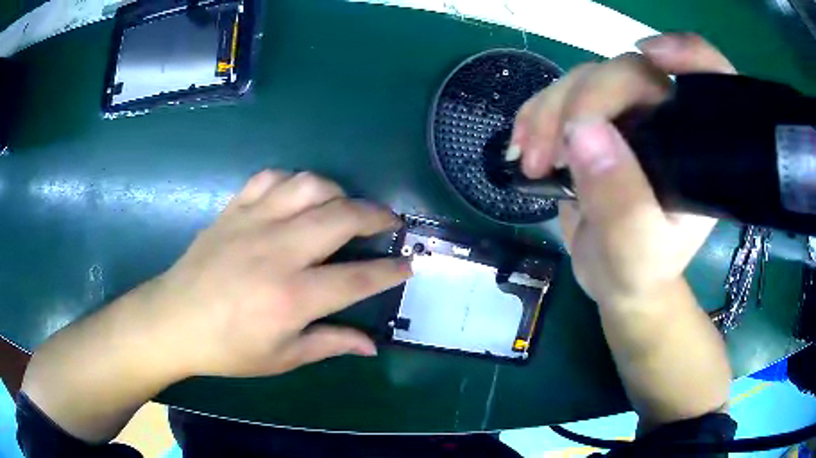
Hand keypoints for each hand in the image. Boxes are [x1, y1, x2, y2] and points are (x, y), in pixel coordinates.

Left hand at [146, 170, 410, 376]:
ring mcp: (253, 223)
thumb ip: (330, 344)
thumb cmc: (227, 348)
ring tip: (344, 207)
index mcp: (292, 297)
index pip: (358, 277)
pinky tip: (298, 197)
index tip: (409, 263)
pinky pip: (271, 178)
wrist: (174, 320)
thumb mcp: (282, 358)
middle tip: (388, 222)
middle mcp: (278, 251)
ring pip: (309, 186)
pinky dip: (293, 181)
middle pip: (342, 217)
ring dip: (337, 192)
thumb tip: (372, 346)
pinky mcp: (233, 210)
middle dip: (376, 215)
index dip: (390, 270)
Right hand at [511, 33, 735, 302]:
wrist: (615, 278)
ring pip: (588, 78)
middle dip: (580, 101)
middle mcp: (668, 122)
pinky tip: (524, 148)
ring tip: (533, 162)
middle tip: (547, 154)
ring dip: (549, 111)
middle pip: (628, 73)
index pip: (710, 81)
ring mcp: (632, 117)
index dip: (689, 54)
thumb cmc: (638, 271)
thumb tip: (581, 129)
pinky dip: (537, 115)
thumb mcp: (635, 251)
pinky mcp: (599, 121)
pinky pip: (564, 95)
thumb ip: (619, 199)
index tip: (650, 54)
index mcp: (696, 151)